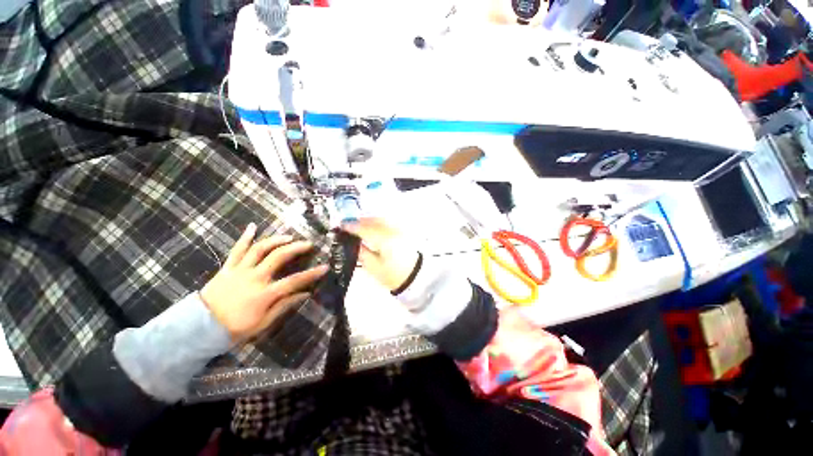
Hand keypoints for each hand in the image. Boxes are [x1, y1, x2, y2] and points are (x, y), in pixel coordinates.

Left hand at [201, 223, 328, 342]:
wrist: (200, 327)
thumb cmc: (235, 328)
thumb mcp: (263, 323)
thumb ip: (284, 306)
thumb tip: (305, 294)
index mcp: (264, 294)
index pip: (294, 281)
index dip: (312, 274)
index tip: (325, 267)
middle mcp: (254, 278)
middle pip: (278, 257)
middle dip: (296, 248)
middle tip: (308, 244)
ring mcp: (239, 271)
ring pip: (259, 249)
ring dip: (276, 240)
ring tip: (289, 237)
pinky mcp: (227, 268)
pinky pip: (237, 250)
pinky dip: (245, 237)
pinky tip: (253, 226)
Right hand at [341, 218, 419, 291]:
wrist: (415, 277)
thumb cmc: (393, 275)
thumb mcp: (373, 267)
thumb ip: (362, 252)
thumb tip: (353, 242)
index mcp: (385, 240)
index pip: (365, 229)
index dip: (352, 227)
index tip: (341, 226)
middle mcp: (393, 231)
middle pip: (374, 221)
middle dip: (360, 221)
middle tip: (347, 224)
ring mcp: (399, 230)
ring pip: (381, 220)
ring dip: (368, 220)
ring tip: (357, 225)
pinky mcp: (402, 232)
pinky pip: (387, 223)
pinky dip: (377, 222)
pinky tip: (371, 227)